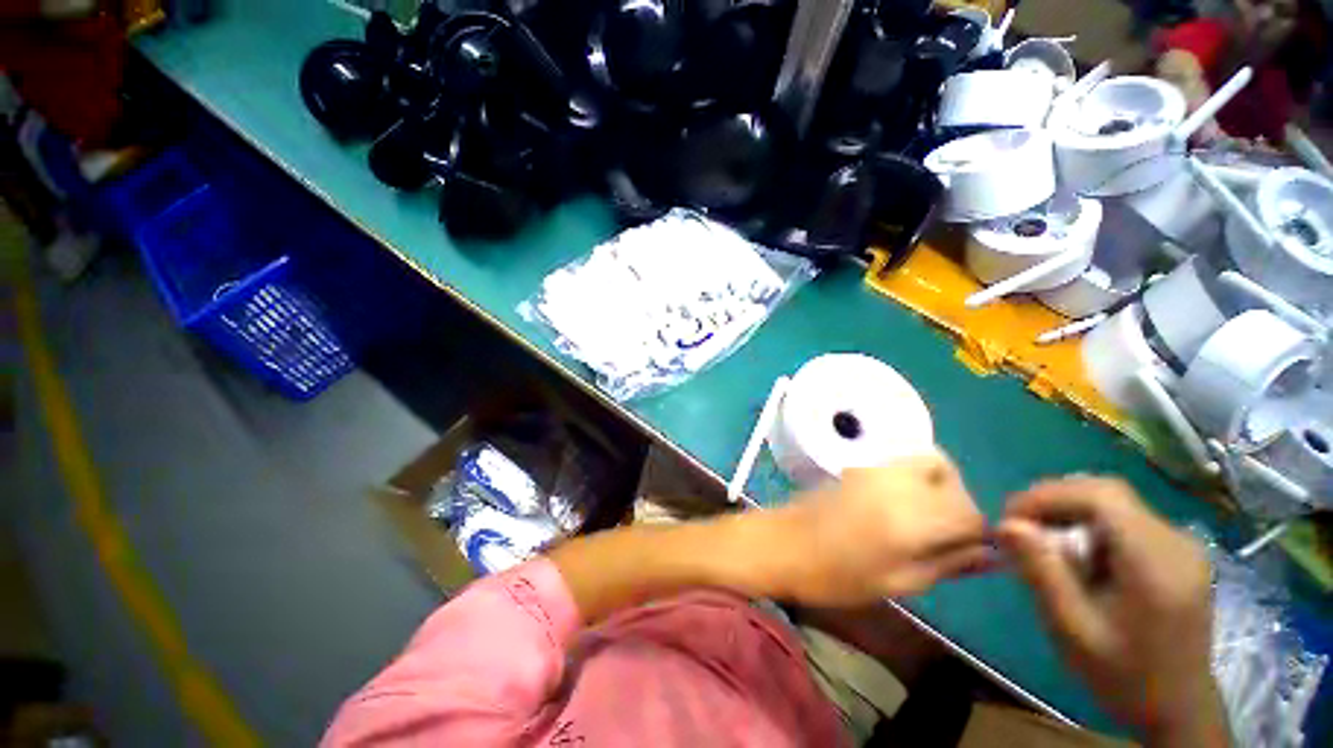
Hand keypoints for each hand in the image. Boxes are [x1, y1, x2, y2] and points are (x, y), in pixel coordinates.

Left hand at [762, 452, 991, 606]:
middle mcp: (898, 482)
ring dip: (939, 486)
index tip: (966, 551)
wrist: (783, 542)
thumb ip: (947, 564)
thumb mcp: (898, 582)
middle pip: (953, 480)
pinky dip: (915, 476)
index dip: (977, 534)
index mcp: (912, 517)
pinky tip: (898, 503)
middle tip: (943, 534)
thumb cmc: (835, 575)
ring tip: (923, 517)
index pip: (970, 514)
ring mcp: (875, 466)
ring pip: (930, 461)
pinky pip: (903, 460)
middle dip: (960, 506)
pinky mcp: (858, 462)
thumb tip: (990, 554)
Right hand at [998, 477, 1226, 743]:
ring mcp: (1182, 545)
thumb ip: (1042, 572)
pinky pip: (1127, 518)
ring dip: (1070, 511)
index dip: (1047, 496)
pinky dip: (1090, 524)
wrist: (1178, 707)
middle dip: (1055, 500)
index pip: (1100, 496)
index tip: (1010, 518)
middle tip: (1020, 526)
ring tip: (1043, 541)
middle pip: (1108, 492)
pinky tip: (1078, 553)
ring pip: (1116, 502)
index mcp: (1157, 562)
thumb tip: (1006, 524)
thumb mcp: (1073, 629)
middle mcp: (1176, 542)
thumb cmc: (1123, 674)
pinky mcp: (1178, 552)